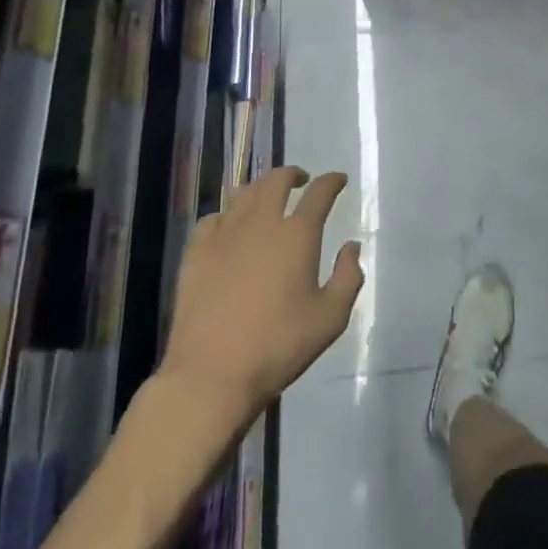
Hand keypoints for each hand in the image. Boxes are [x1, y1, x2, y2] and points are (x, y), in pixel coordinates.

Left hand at [162, 167, 364, 425]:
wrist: (211, 374)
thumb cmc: (278, 347)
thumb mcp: (330, 319)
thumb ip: (348, 277)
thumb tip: (351, 246)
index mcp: (297, 235)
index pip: (319, 193)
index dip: (332, 181)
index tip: (339, 179)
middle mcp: (261, 223)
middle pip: (276, 180)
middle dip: (293, 174)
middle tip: (301, 181)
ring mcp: (225, 234)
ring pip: (244, 193)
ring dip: (261, 188)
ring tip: (268, 197)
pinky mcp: (196, 251)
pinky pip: (214, 218)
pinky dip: (228, 214)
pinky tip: (230, 227)